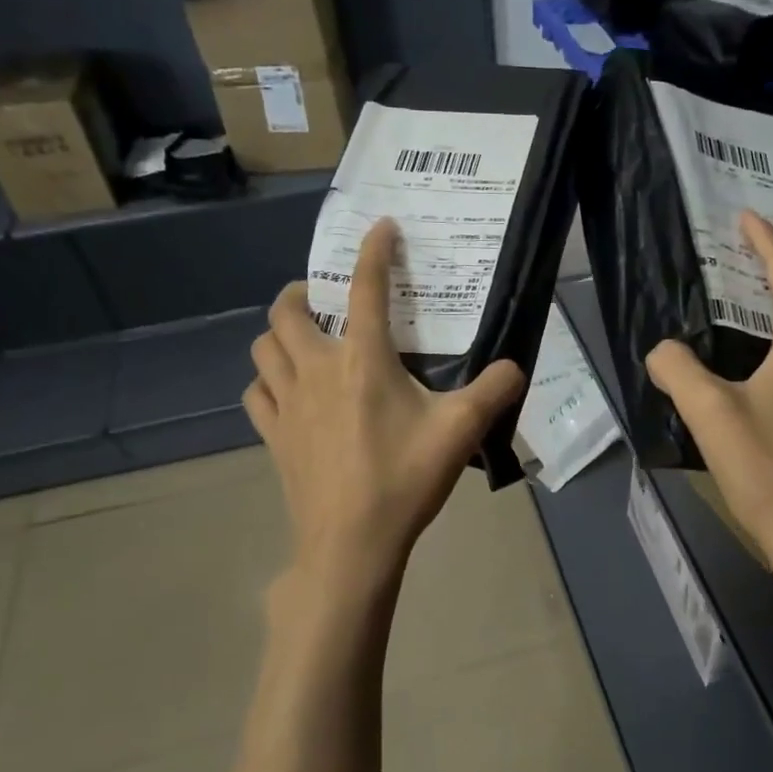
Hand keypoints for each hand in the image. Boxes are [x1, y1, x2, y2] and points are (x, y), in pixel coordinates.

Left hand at [245, 219, 525, 595]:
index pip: (365, 288)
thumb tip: (514, 367)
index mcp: (363, 361)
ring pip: (263, 348)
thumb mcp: (461, 432)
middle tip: (323, 300)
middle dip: (300, 293)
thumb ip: (494, 391)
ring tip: (303, 340)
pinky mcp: (274, 436)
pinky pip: (258, 392)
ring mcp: (288, 403)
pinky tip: (287, 392)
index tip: (381, 228)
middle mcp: (317, 370)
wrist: (351, 544)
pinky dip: (268, 380)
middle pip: (286, 311)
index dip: (373, 251)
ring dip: (279, 334)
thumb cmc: (404, 480)